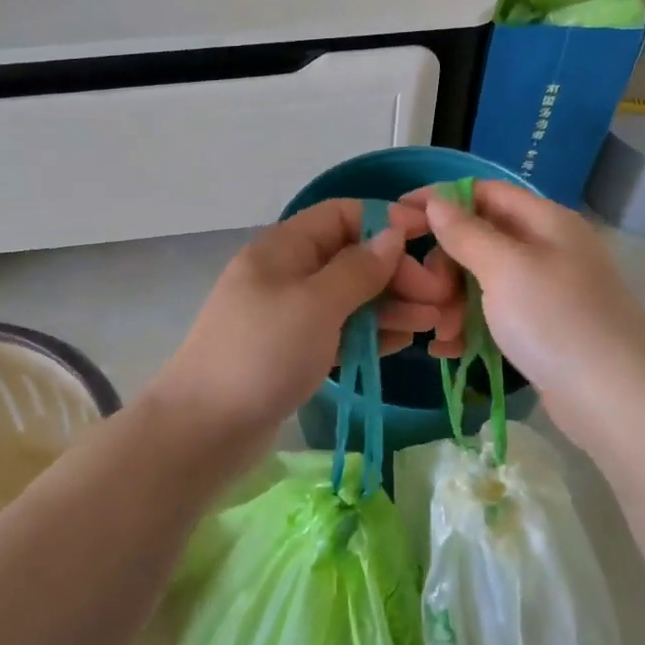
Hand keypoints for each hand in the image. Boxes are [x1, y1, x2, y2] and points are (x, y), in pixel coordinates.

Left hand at [148, 199, 457, 459]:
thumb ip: (359, 268)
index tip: (430, 238)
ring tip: (433, 323)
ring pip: (349, 298)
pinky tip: (403, 343)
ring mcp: (290, 315)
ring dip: (391, 305)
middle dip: (396, 272)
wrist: (205, 429)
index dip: (386, 221)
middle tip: (438, 299)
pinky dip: (370, 333)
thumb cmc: (263, 354)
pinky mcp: (294, 351)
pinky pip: (340, 331)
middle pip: (351, 258)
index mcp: (283, 248)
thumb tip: (392, 233)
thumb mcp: (316, 303)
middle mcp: (287, 274)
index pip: (342, 215)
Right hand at [410, 181, 644, 451]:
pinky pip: (495, 316)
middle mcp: (548, 249)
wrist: (613, 399)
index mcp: (546, 221)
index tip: (399, 217)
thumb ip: (466, 232)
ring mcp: (547, 292)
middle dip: (445, 263)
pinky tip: (447, 348)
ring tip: (437, 332)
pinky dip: (469, 326)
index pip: (485, 193)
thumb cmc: (555, 320)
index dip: (441, 200)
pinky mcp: (542, 330)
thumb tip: (437, 200)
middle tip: (424, 291)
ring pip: (484, 281)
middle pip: (482, 239)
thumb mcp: (505, 268)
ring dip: (453, 301)